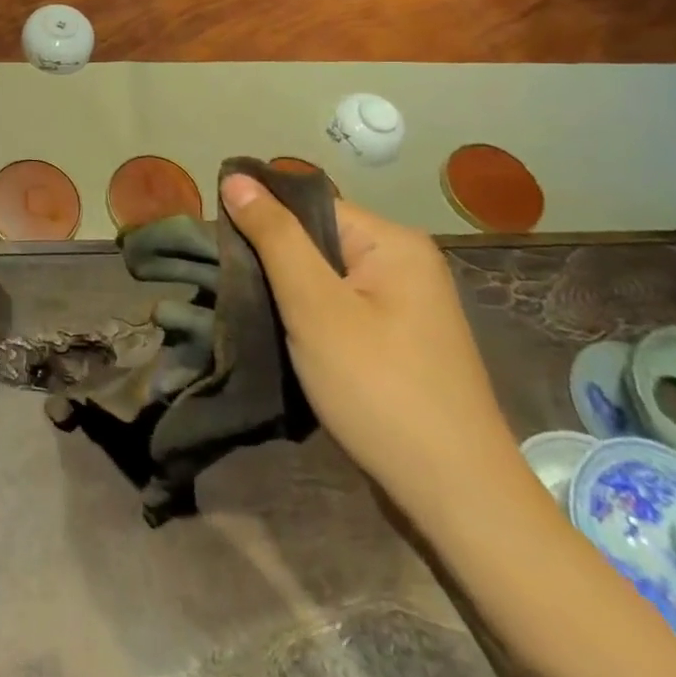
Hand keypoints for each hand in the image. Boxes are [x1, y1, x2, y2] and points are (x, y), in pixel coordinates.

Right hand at [219, 174, 523, 521]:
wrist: (456, 500)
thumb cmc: (379, 389)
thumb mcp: (314, 306)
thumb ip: (274, 237)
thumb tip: (236, 176)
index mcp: (393, 243)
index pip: (309, 205)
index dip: (261, 220)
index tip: (218, 247)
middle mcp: (406, 264)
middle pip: (316, 240)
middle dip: (271, 260)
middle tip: (229, 285)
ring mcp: (406, 306)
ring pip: (324, 278)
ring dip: (287, 293)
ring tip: (250, 312)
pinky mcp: (399, 343)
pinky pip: (340, 309)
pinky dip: (309, 318)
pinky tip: (284, 338)